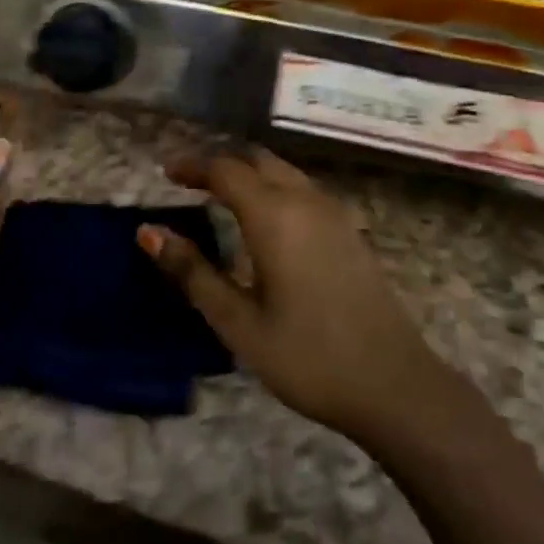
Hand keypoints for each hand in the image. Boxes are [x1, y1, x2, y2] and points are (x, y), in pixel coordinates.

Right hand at [141, 147, 452, 443]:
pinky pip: (304, 188)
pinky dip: (275, 186)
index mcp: (273, 214)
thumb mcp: (238, 322)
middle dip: (221, 163)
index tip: (167, 174)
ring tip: (222, 196)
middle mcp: (304, 199)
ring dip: (250, 172)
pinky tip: (268, 220)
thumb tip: (147, 231)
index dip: (193, 166)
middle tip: (191, 182)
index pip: (224, 169)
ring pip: (284, 170)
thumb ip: (192, 272)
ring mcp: (333, 212)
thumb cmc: (308, 356)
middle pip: (256, 160)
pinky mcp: (350, 230)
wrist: (395, 384)